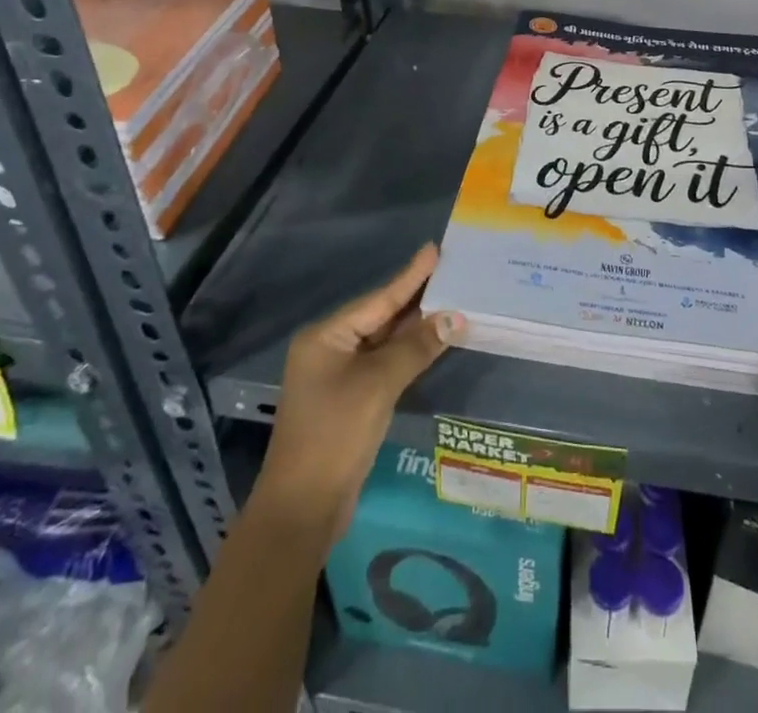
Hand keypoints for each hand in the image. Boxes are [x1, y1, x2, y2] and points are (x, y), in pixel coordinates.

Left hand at [254, 243, 461, 548]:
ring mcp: (337, 376)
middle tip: (450, 272)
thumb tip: (456, 317)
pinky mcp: (349, 400)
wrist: (302, 509)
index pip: (378, 299)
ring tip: (451, 300)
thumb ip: (417, 347)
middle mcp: (329, 349)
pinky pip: (383, 364)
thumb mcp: (378, 385)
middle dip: (416, 298)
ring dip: (416, 327)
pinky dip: (408, 353)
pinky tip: (432, 342)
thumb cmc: (335, 434)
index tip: (434, 249)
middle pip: (380, 316)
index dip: (410, 275)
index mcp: (326, 337)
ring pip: (384, 341)